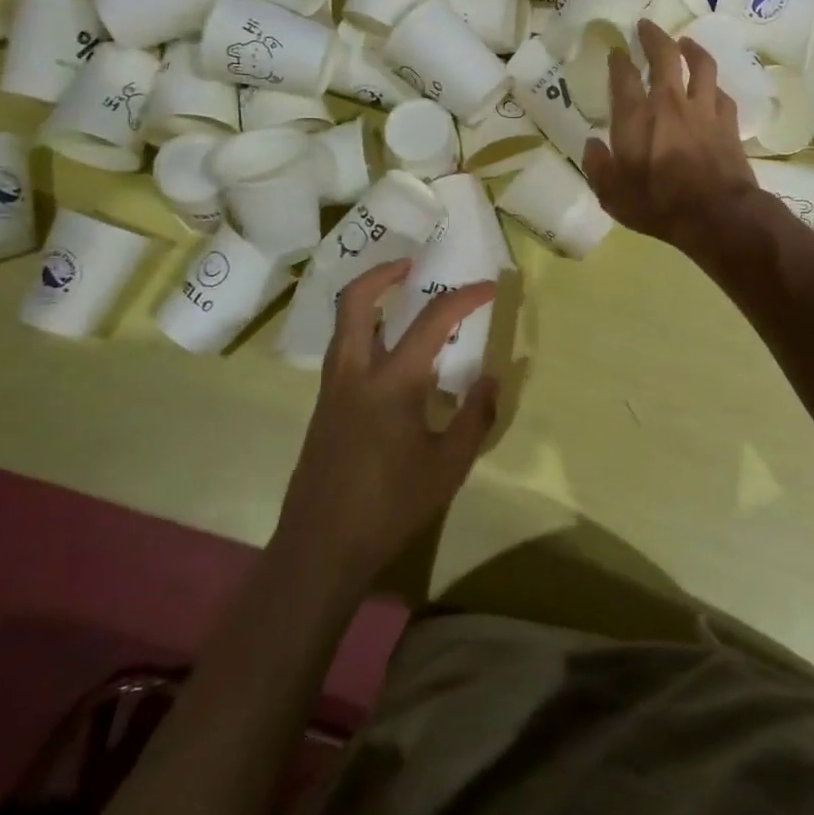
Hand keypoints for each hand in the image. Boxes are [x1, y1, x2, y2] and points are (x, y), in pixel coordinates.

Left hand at [274, 261, 498, 592]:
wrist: (321, 548)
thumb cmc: (390, 506)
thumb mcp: (449, 466)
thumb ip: (475, 416)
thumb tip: (492, 377)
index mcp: (392, 381)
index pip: (432, 320)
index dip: (464, 298)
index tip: (488, 288)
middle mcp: (355, 372)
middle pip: (356, 300)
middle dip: (384, 273)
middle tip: (413, 266)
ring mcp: (332, 388)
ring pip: (343, 324)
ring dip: (369, 299)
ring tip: (401, 301)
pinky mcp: (323, 407)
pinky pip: (343, 349)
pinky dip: (364, 331)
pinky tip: (389, 356)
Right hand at [583, 17, 757, 250]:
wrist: (716, 215)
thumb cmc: (658, 205)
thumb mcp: (612, 195)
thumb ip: (598, 167)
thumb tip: (592, 145)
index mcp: (635, 117)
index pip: (624, 76)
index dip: (618, 59)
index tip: (616, 50)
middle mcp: (669, 103)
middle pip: (664, 56)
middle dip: (653, 36)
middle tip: (647, 26)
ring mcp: (702, 110)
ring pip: (700, 65)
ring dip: (692, 49)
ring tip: (685, 42)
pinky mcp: (728, 122)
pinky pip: (721, 93)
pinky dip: (713, 86)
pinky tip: (712, 87)